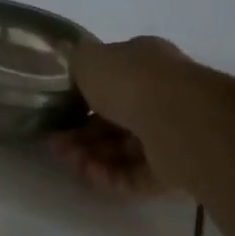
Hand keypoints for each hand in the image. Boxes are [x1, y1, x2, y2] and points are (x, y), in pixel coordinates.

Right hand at [50, 37, 185, 195]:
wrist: (178, 119)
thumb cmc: (131, 81)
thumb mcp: (88, 59)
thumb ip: (77, 64)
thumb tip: (75, 73)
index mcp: (146, 63)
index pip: (111, 80)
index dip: (81, 97)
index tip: (58, 112)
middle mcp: (162, 95)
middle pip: (113, 119)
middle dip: (80, 133)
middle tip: (56, 144)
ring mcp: (171, 133)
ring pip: (121, 149)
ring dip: (90, 156)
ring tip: (69, 161)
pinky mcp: (175, 168)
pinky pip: (134, 174)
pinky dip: (110, 176)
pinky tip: (89, 174)